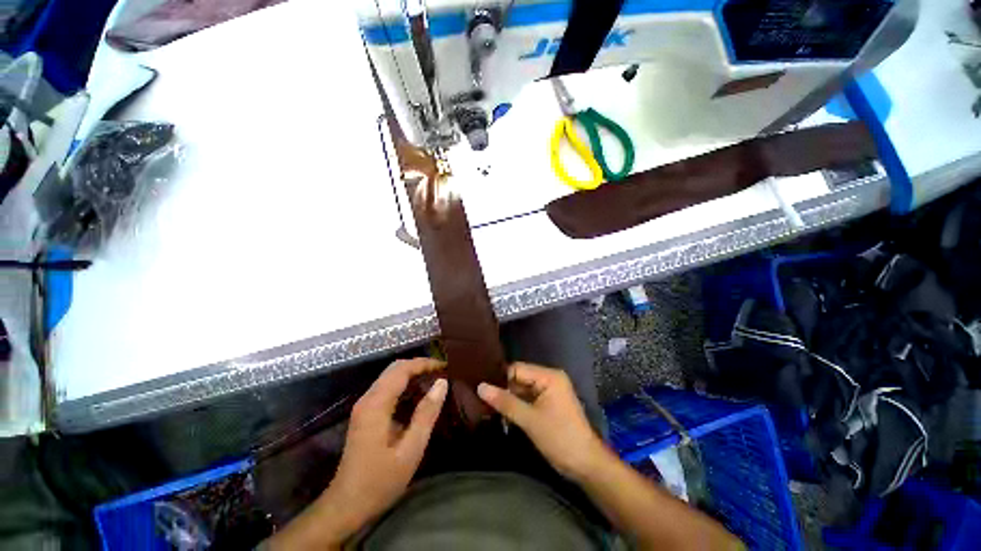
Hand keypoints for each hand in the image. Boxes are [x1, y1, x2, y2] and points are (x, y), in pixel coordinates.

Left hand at [273, 358, 446, 549]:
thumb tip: (442, 383)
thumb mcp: (410, 450)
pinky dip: (405, 384)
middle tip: (442, 371)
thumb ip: (426, 414)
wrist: (346, 506)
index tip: (445, 366)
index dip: (424, 363)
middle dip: (419, 365)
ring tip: (434, 380)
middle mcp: (368, 398)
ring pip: (390, 376)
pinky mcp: (365, 413)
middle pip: (394, 368)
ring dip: (412, 374)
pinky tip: (418, 395)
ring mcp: (364, 406)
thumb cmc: (379, 481)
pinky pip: (387, 388)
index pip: (402, 369)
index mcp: (376, 404)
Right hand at [477, 362, 606, 480]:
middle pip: (519, 378)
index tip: (480, 385)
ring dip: (508, 398)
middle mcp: (549, 378)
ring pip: (521, 389)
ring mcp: (549, 391)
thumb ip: (505, 402)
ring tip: (485, 403)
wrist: (585, 464)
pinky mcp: (547, 403)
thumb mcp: (529, 420)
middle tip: (480, 396)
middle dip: (503, 388)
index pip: (517, 369)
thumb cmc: (559, 438)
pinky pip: (527, 398)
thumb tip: (480, 387)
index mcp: (549, 376)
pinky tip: (500, 412)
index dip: (500, 377)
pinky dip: (516, 405)